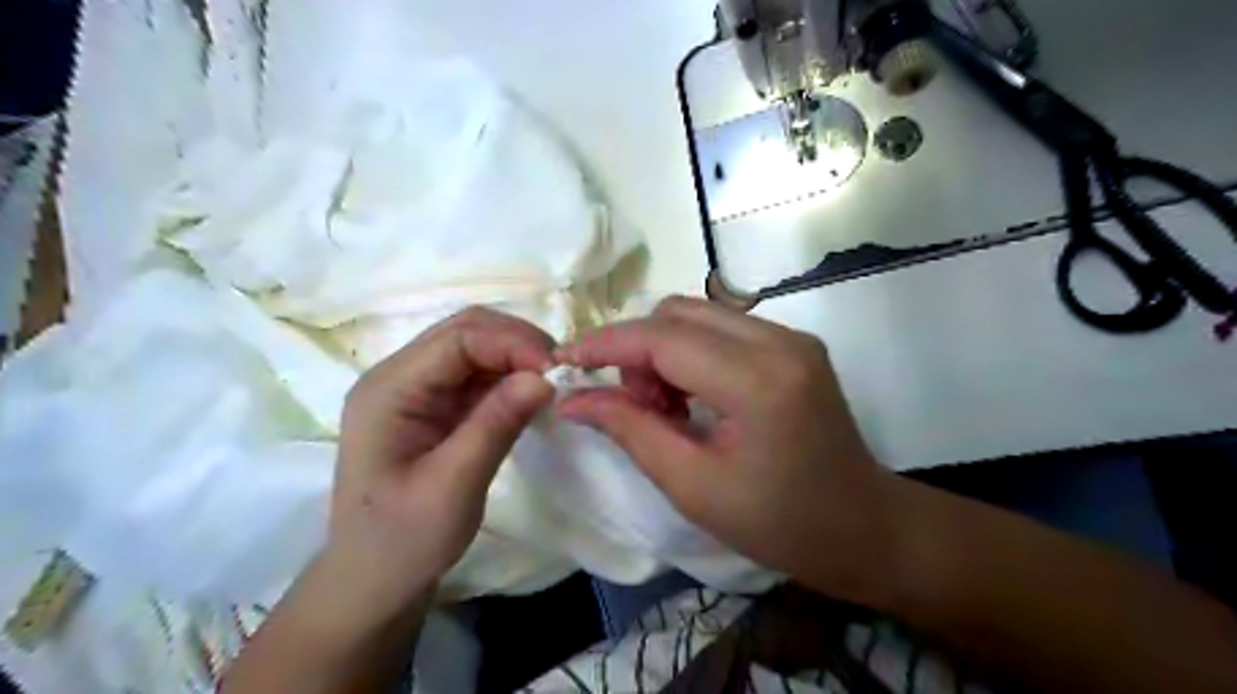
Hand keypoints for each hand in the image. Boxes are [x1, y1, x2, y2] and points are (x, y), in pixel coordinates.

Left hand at [334, 308, 554, 616]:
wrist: (374, 580)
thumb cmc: (403, 540)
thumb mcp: (453, 486)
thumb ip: (496, 424)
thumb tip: (545, 377)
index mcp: (389, 389)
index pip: (458, 338)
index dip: (512, 343)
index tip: (556, 371)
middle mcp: (400, 377)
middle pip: (466, 331)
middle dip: (517, 343)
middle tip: (560, 373)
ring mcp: (418, 390)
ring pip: (476, 348)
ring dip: (517, 358)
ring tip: (552, 383)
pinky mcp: (436, 406)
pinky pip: (479, 375)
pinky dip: (510, 377)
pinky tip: (532, 395)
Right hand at [557, 295, 894, 599]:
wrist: (863, 527)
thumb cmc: (779, 524)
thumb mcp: (693, 486)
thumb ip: (630, 429)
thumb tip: (574, 398)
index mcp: (758, 382)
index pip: (664, 338)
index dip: (606, 344)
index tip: (564, 360)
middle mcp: (780, 341)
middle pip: (678, 312)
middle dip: (637, 349)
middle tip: (633, 404)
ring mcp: (792, 337)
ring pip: (699, 314)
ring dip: (663, 349)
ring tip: (665, 406)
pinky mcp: (795, 343)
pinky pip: (722, 326)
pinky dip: (691, 351)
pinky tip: (694, 395)